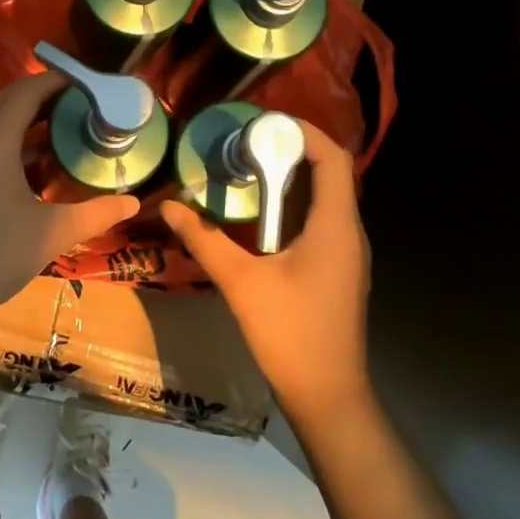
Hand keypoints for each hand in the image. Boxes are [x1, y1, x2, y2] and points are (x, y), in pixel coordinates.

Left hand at [0, 71, 138, 311]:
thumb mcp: (53, 232)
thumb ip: (96, 213)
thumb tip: (133, 202)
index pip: (28, 91)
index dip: (59, 81)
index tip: (91, 82)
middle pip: (9, 99)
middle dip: (46, 94)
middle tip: (84, 101)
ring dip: (29, 116)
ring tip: (68, 124)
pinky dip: (13, 137)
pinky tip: (38, 156)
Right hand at [162, 121, 370, 418]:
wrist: (327, 394)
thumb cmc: (290, 333)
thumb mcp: (241, 282)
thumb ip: (205, 240)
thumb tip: (170, 206)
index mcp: (334, 226)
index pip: (333, 159)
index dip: (304, 132)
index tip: (263, 124)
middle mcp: (348, 233)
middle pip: (329, 174)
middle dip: (289, 152)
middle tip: (244, 145)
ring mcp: (347, 254)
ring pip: (324, 200)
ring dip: (290, 181)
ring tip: (246, 172)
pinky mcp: (338, 271)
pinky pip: (319, 223)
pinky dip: (292, 208)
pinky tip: (258, 219)